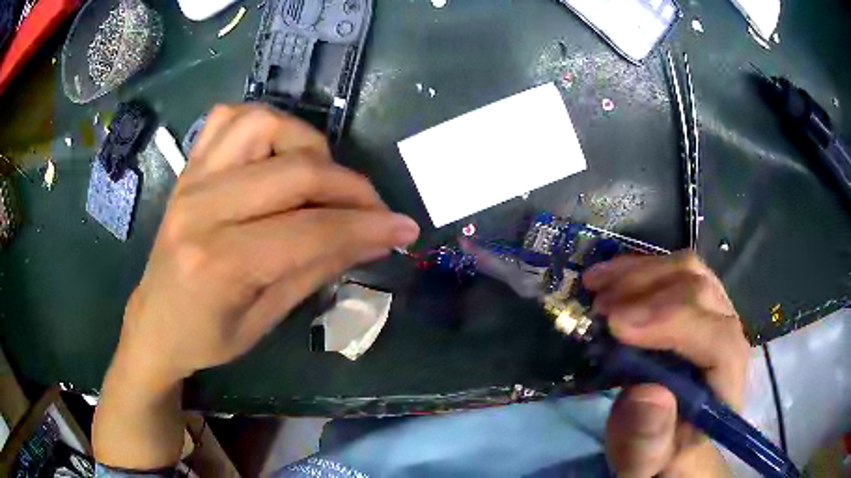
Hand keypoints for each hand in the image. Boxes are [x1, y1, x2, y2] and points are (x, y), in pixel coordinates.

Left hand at [119, 104, 420, 386]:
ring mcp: (192, 179)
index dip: (366, 227)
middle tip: (375, 210)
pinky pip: (229, 117)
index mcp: (219, 263)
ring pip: (264, 124)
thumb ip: (317, 270)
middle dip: (351, 188)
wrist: (155, 321)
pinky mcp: (189, 167)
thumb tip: (374, 239)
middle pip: (295, 172)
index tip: (404, 229)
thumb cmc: (206, 336)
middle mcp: (202, 208)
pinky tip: (277, 151)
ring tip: (321, 177)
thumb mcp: (265, 320)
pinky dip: (265, 123)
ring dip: (308, 144)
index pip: (310, 231)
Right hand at [583, 252, 750, 477]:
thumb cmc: (657, 451)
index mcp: (726, 385)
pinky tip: (608, 276)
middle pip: (702, 293)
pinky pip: (673, 269)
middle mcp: (729, 338)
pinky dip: (638, 267)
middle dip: (647, 295)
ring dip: (639, 274)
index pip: (718, 339)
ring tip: (597, 289)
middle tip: (599, 311)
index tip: (617, 327)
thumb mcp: (644, 461)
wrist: (666, 437)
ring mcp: (715, 313)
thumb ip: (647, 443)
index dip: (674, 323)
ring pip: (688, 270)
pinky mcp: (695, 302)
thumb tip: (647, 393)